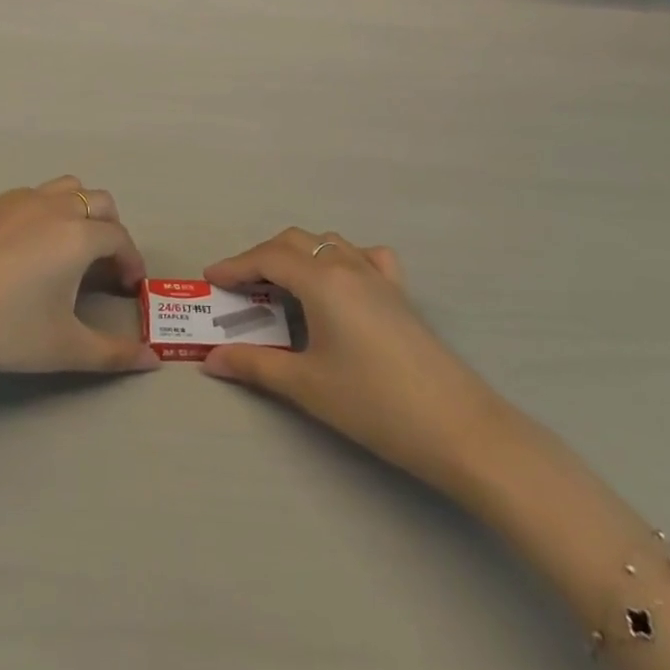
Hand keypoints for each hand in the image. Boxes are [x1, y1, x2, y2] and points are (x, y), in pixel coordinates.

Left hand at [0, 177, 158, 377]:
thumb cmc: (1, 328)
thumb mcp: (62, 348)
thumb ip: (113, 353)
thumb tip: (152, 359)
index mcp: (78, 235)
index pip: (120, 239)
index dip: (131, 262)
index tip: (128, 289)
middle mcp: (54, 206)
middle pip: (100, 203)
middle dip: (111, 232)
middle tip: (103, 269)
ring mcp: (20, 200)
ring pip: (66, 189)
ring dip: (81, 212)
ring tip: (69, 251)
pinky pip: (34, 196)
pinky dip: (47, 212)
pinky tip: (28, 250)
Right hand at [201, 230, 504, 492]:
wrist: (459, 428)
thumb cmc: (375, 404)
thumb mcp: (306, 386)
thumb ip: (255, 366)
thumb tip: (211, 359)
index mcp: (323, 281)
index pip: (268, 258)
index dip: (235, 265)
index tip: (210, 278)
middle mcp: (348, 266)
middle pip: (295, 242)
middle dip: (261, 257)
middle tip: (239, 288)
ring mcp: (379, 277)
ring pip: (328, 243)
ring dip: (298, 254)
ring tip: (280, 285)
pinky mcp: (400, 294)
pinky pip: (365, 256)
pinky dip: (341, 258)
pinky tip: (340, 283)